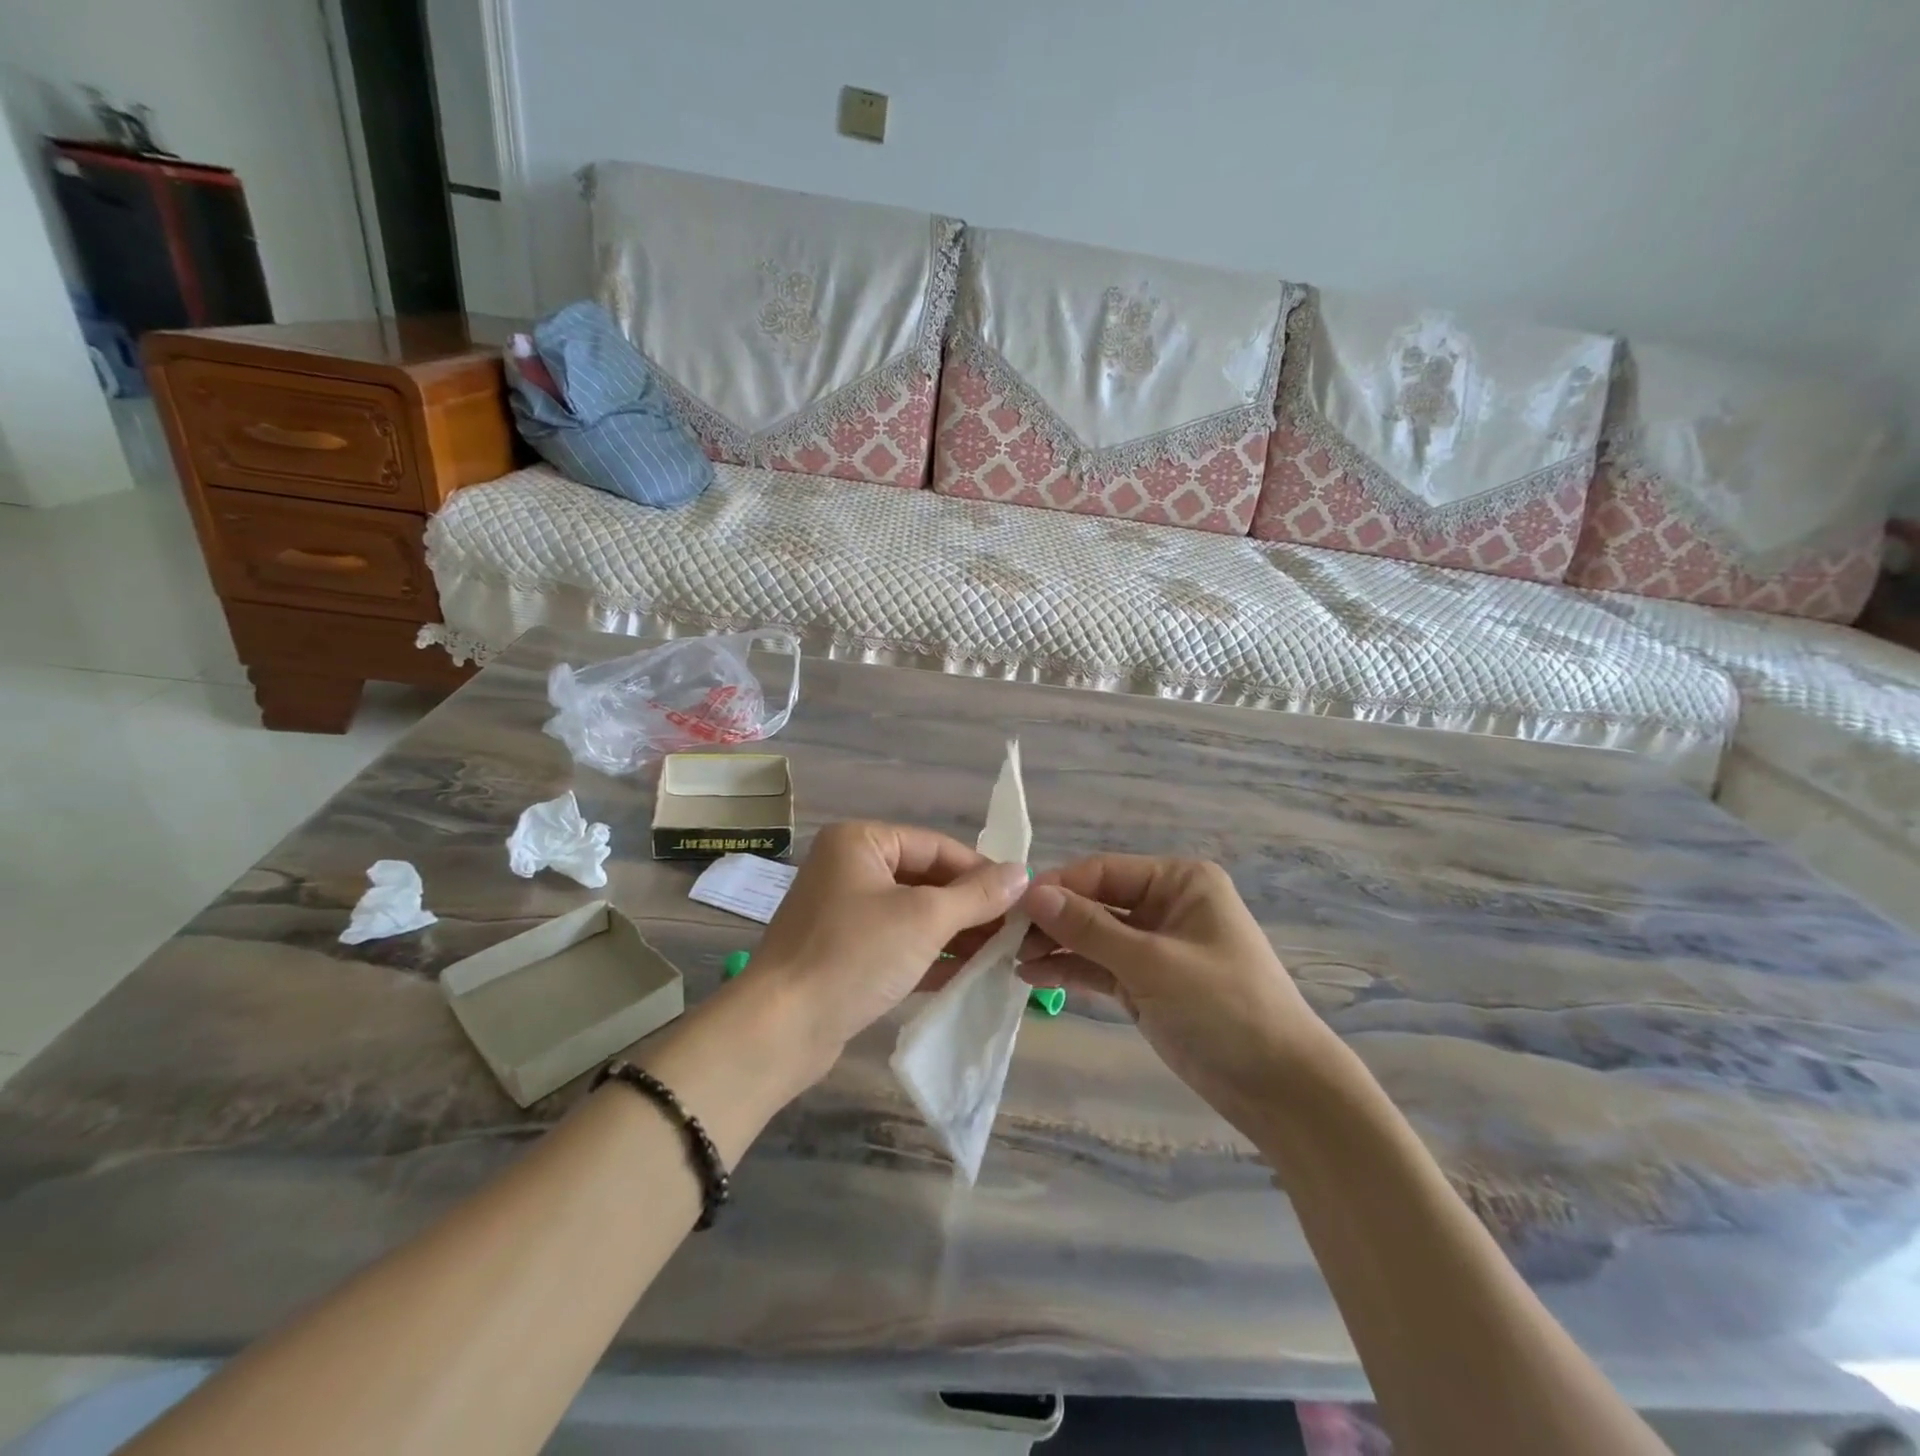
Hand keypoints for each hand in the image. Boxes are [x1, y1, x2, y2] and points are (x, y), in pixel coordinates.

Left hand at [745, 821, 1028, 1076]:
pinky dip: (930, 954)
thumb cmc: (854, 956)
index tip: (1023, 897)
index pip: (936, 846)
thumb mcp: (925, 919)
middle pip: (925, 879)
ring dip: (955, 932)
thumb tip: (1022, 872)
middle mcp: (849, 868)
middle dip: (969, 906)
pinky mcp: (843, 952)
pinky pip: (897, 942)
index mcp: (860, 842)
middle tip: (1015, 930)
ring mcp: (843, 912)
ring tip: (1000, 953)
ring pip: (913, 913)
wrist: (780, 1029)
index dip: (981, 871)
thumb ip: (977, 895)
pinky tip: (968, 972)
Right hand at [1018, 856, 1334, 1128]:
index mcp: (1180, 882)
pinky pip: (1101, 967)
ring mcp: (1155, 946)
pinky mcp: (1147, 983)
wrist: (1280, 1088)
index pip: (1104, 871)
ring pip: (1094, 936)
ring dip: (1056, 945)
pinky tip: (1032, 975)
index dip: (1058, 886)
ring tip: (1011, 959)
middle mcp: (1166, 904)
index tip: (1012, 906)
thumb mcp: (1153, 963)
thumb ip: (1090, 928)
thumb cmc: (1225, 1007)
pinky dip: (1071, 970)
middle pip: (1096, 901)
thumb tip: (1032, 894)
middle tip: (1006, 938)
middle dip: (1054, 919)